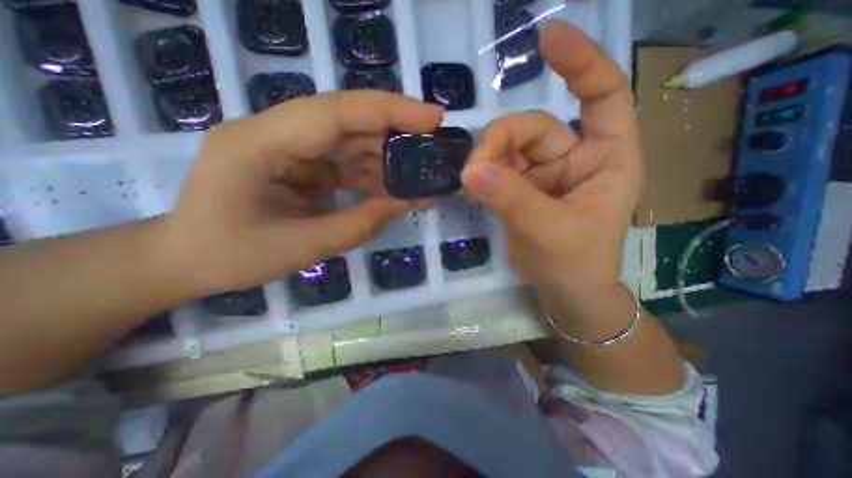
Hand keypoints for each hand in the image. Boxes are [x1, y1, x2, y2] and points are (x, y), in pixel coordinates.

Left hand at [163, 89, 447, 294]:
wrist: (187, 260)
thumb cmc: (231, 256)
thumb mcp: (301, 247)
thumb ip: (358, 224)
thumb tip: (405, 203)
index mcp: (261, 143)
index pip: (336, 111)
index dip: (390, 110)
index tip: (433, 118)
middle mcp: (277, 134)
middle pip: (350, 121)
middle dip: (397, 132)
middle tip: (436, 147)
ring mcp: (291, 148)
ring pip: (353, 143)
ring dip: (389, 160)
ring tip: (422, 180)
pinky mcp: (302, 165)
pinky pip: (347, 163)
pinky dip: (374, 177)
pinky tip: (396, 192)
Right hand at [464, 22, 642, 298]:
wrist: (561, 290)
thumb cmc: (574, 263)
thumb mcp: (548, 230)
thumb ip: (512, 199)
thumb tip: (472, 171)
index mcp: (605, 159)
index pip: (603, 95)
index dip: (580, 64)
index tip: (546, 40)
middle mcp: (574, 158)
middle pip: (533, 128)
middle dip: (501, 143)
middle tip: (476, 170)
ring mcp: (543, 173)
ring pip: (509, 147)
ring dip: (488, 160)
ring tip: (472, 182)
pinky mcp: (520, 187)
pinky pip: (497, 168)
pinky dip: (483, 174)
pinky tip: (474, 185)